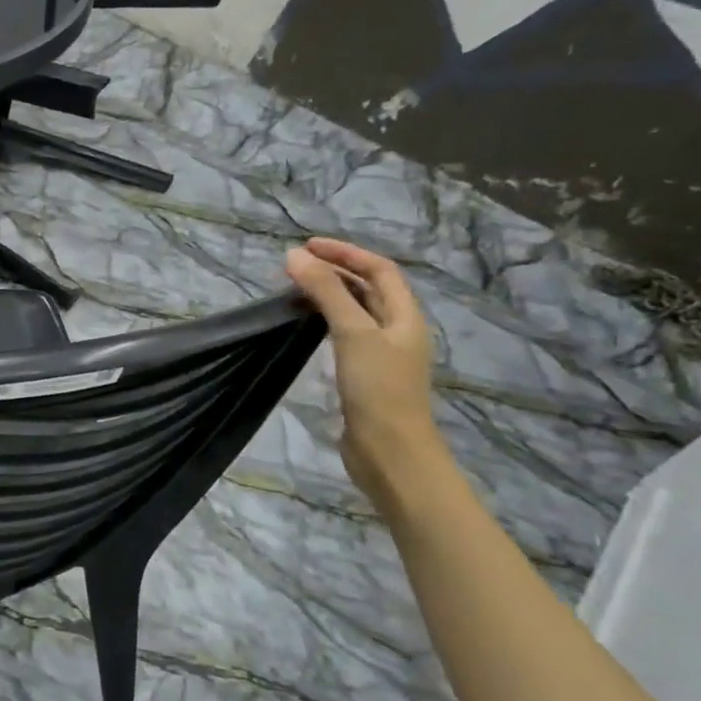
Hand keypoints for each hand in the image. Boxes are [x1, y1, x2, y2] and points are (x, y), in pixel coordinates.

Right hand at [284, 238, 448, 509]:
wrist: (390, 453)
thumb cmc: (378, 389)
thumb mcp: (352, 333)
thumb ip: (326, 292)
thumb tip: (294, 255)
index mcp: (405, 316)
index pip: (379, 269)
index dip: (346, 253)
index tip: (307, 246)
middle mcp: (397, 331)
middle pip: (369, 289)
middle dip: (335, 271)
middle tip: (295, 266)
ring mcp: (381, 355)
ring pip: (355, 312)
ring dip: (329, 295)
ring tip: (295, 289)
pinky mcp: (364, 376)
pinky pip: (344, 335)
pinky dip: (325, 321)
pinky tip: (305, 326)